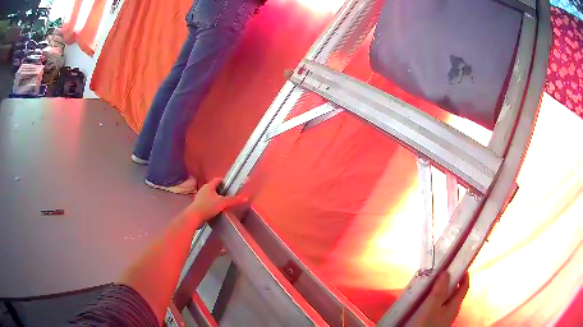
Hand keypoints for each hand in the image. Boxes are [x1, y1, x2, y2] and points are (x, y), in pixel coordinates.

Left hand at [185, 178, 246, 221]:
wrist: (194, 217)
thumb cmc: (208, 206)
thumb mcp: (223, 203)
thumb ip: (234, 200)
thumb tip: (246, 197)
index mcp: (209, 186)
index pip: (218, 180)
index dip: (225, 182)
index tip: (231, 187)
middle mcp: (203, 189)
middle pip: (214, 188)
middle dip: (221, 191)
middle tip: (229, 196)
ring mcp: (200, 197)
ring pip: (210, 195)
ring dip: (216, 199)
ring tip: (224, 204)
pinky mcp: (198, 205)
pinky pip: (207, 202)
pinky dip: (212, 205)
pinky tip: (216, 211)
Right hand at [409, 272, 468, 326]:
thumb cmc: (427, 323)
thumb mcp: (432, 306)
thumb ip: (440, 289)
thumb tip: (446, 272)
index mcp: (455, 305)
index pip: (464, 287)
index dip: (464, 275)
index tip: (461, 264)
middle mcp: (452, 310)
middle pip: (455, 293)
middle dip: (452, 282)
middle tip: (443, 272)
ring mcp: (444, 317)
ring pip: (446, 300)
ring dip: (442, 291)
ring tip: (433, 285)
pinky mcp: (435, 321)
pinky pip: (439, 306)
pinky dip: (435, 300)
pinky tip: (426, 301)